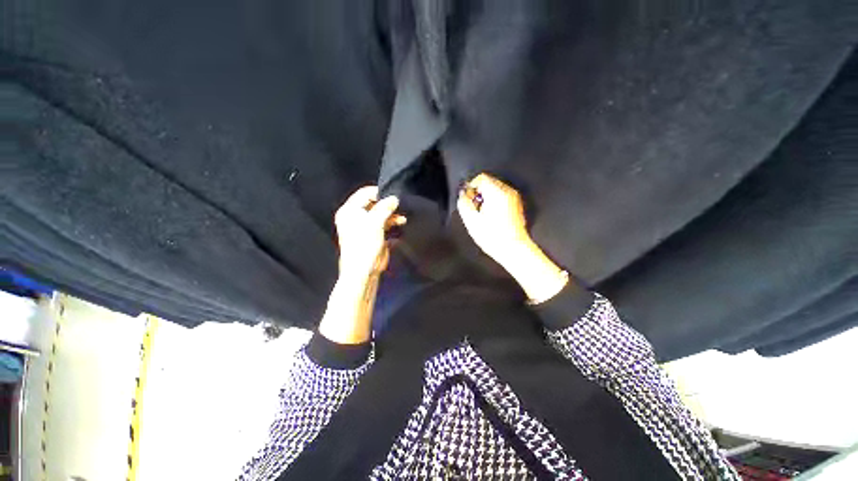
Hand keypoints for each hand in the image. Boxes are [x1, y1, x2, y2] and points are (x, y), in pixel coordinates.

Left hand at [319, 186, 404, 344]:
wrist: (363, 271)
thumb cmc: (364, 245)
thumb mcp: (375, 223)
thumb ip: (385, 208)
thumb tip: (394, 198)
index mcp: (350, 211)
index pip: (365, 193)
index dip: (379, 193)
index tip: (394, 194)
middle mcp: (356, 216)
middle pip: (374, 203)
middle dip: (387, 204)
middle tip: (400, 205)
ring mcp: (365, 226)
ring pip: (380, 214)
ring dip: (392, 214)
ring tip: (402, 217)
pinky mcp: (373, 234)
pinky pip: (383, 223)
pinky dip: (392, 223)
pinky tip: (401, 223)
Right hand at [457, 173, 567, 303]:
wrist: (514, 249)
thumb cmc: (492, 236)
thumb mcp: (471, 220)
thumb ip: (464, 203)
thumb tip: (463, 194)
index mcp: (496, 192)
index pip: (481, 177)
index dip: (471, 187)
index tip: (468, 200)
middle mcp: (508, 191)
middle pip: (489, 182)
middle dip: (479, 193)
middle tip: (475, 209)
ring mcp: (514, 198)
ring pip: (495, 189)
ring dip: (486, 198)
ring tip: (483, 214)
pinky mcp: (517, 205)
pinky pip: (502, 196)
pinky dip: (495, 202)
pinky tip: (492, 217)